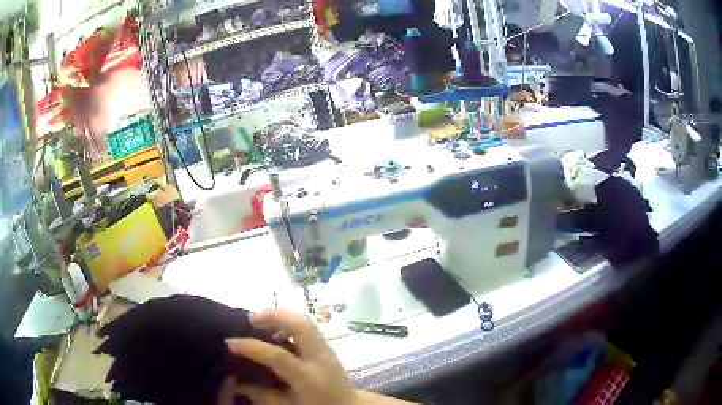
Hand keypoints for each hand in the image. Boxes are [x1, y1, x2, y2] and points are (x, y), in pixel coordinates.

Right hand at [225, 308, 354, 404]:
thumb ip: (261, 395)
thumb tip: (235, 382)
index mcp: (309, 379)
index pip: (279, 356)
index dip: (252, 347)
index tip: (230, 342)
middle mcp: (321, 360)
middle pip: (302, 326)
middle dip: (275, 316)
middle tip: (251, 320)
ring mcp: (328, 350)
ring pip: (307, 322)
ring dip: (282, 316)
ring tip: (260, 320)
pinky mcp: (328, 347)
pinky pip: (308, 327)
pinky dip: (290, 321)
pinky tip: (276, 328)